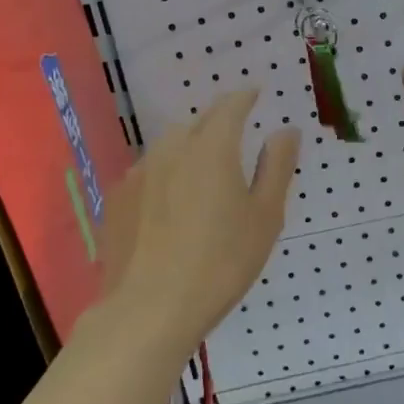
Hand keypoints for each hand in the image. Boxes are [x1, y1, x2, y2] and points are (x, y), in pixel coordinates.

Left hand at [94, 91, 299, 356]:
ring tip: (203, 171)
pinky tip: (171, 204)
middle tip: (236, 134)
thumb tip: (286, 130)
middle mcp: (171, 149)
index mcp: (212, 148)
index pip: (230, 106)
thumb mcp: (265, 217)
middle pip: (198, 122)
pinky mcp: (117, 199)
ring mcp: (139, 173)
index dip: (245, 97)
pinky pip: (149, 172)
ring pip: (169, 146)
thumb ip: (277, 167)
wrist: (149, 310)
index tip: (256, 94)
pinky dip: (166, 174)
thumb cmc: (221, 263)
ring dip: (190, 147)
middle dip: (218, 120)